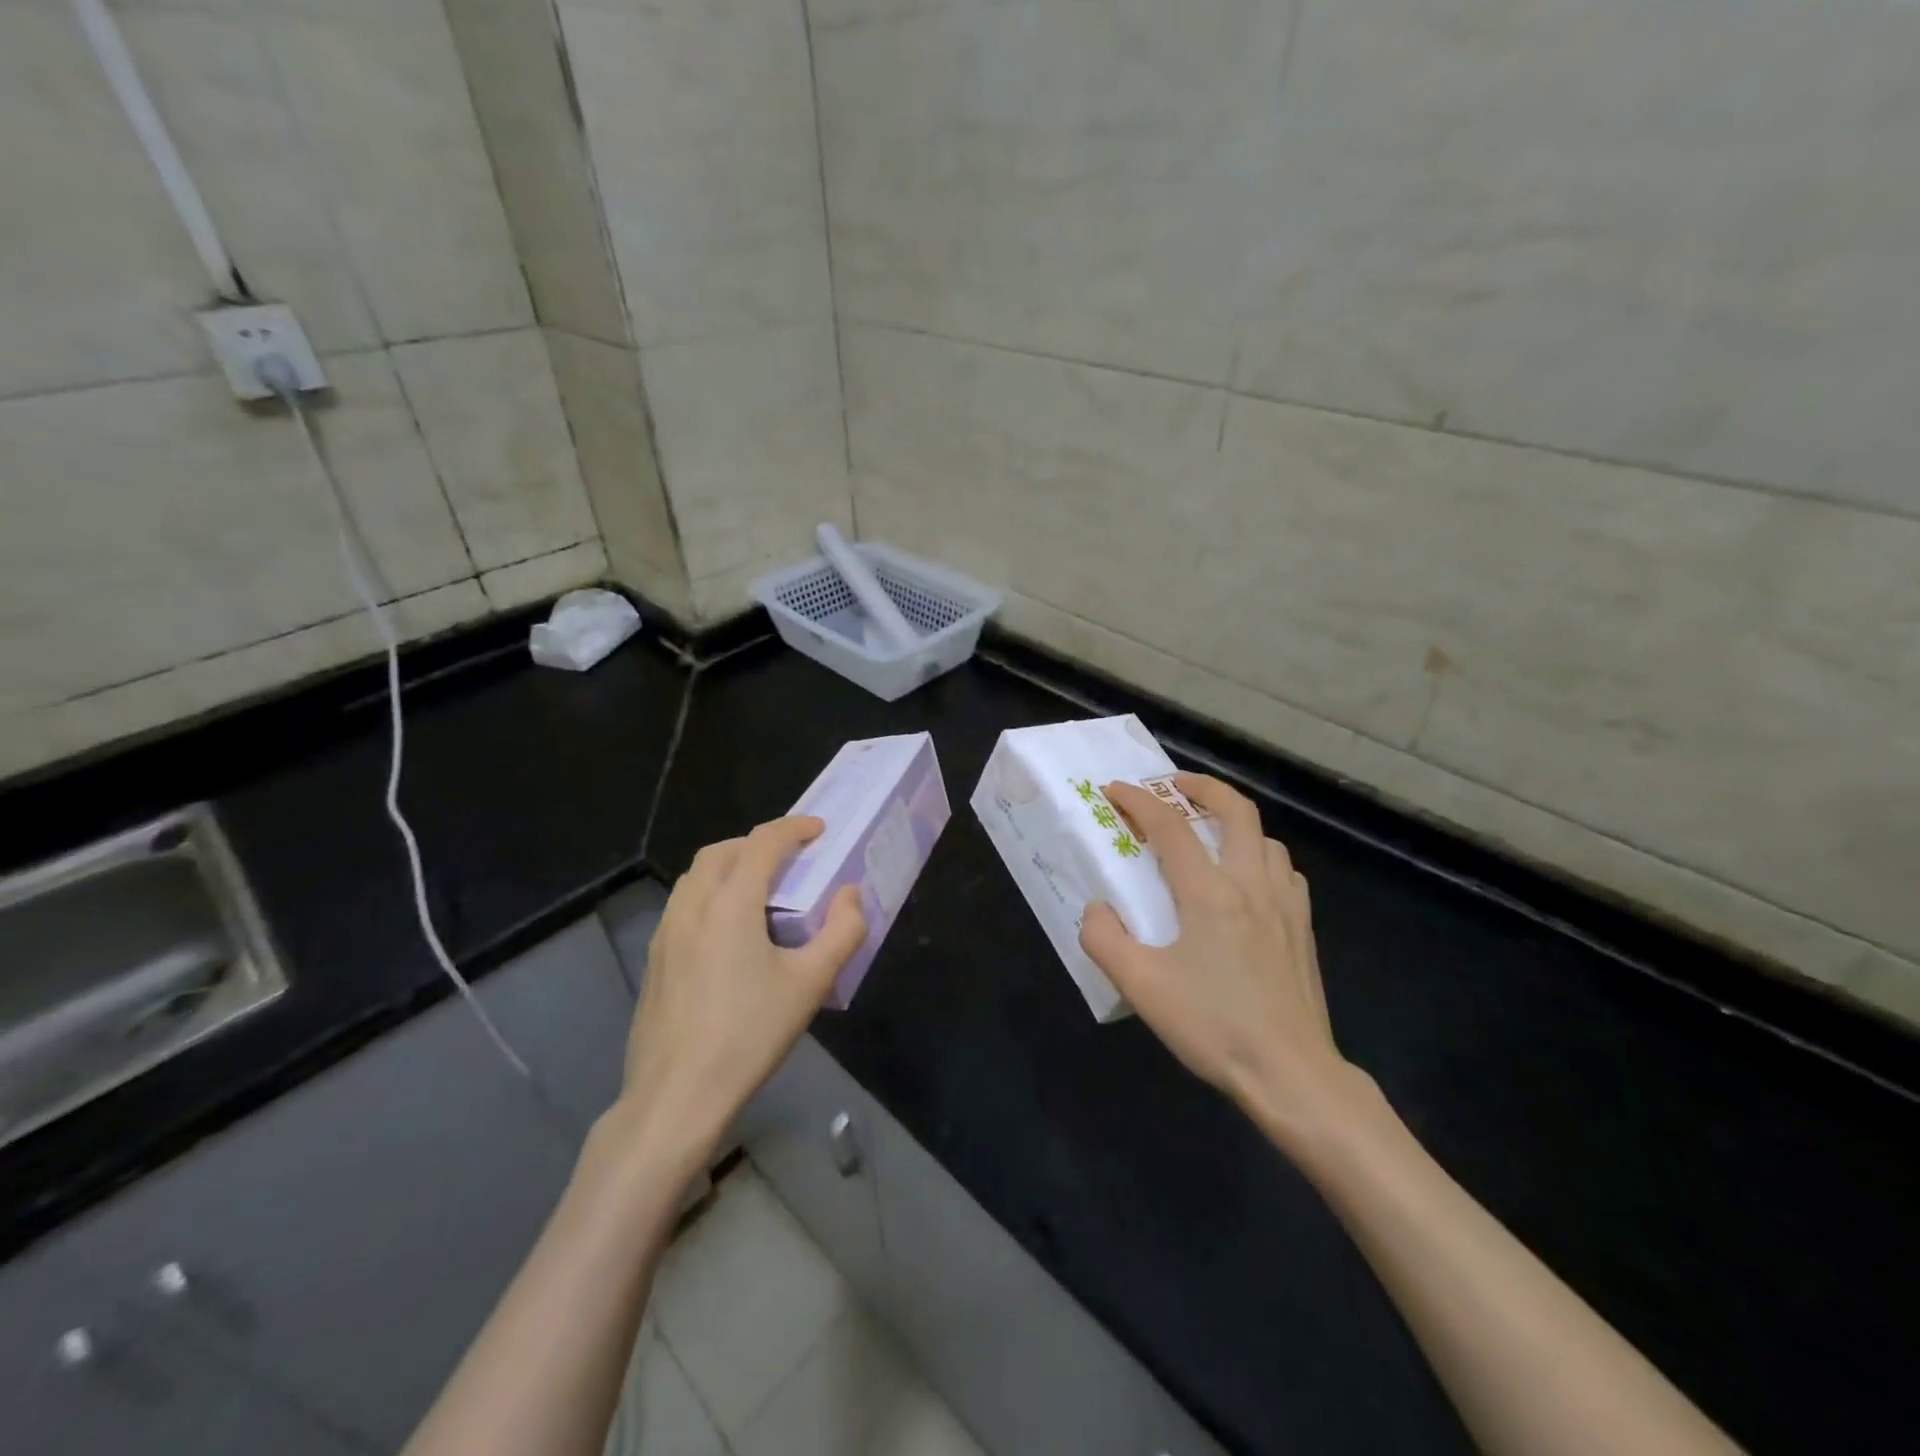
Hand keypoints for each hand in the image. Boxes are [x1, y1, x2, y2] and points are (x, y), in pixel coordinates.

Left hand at [610, 818, 866, 1176]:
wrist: (676, 1097)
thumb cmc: (749, 1035)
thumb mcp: (811, 984)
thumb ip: (842, 931)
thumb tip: (850, 894)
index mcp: (731, 903)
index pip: (762, 843)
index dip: (794, 828)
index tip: (819, 830)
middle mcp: (692, 906)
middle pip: (722, 851)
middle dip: (758, 843)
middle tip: (790, 859)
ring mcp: (665, 933)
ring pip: (696, 877)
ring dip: (730, 866)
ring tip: (761, 891)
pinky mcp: (654, 960)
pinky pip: (684, 905)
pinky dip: (710, 894)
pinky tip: (729, 933)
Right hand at [1079, 774, 1357, 1138]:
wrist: (1291, 1073)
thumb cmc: (1213, 1026)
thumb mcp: (1141, 986)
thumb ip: (1105, 939)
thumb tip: (1099, 908)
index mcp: (1209, 893)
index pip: (1169, 827)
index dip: (1138, 800)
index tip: (1114, 790)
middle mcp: (1251, 884)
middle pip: (1236, 810)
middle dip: (1201, 786)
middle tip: (1174, 784)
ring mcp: (1285, 904)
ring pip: (1265, 838)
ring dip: (1234, 822)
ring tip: (1209, 832)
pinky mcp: (1303, 928)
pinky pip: (1284, 871)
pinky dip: (1261, 856)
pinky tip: (1249, 880)